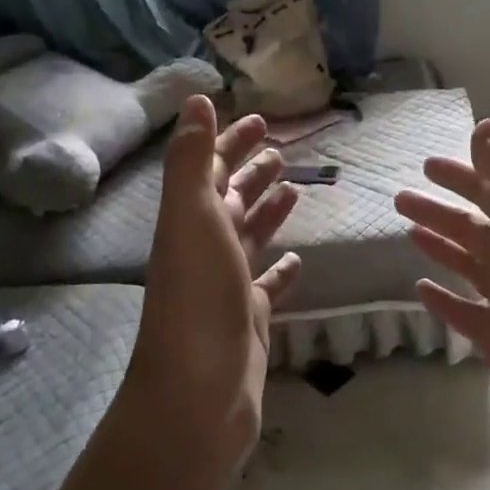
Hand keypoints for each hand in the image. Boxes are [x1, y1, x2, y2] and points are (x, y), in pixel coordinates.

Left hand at [124, 96, 302, 471]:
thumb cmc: (198, 296)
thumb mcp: (192, 216)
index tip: (258, 118)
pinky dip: (281, 270)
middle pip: (230, 200)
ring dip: (267, 212)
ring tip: (293, 189)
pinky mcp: (249, 319)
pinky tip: (298, 259)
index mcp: (190, 220)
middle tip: (280, 150)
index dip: (230, 141)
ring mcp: (227, 286)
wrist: (199, 390)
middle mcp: (205, 248)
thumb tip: (196, 100)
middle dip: (251, 172)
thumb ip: (193, 159)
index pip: (212, 168)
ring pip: (249, 238)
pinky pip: (267, 286)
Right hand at [395, 119, 489, 482]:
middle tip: (399, 199)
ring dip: (440, 247)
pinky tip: (420, 290)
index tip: (426, 165)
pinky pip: (467, 312)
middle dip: (442, 211)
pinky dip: (445, 298)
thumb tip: (486, 126)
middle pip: (478, 229)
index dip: (464, 175)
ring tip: (406, 234)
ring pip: (471, 267)